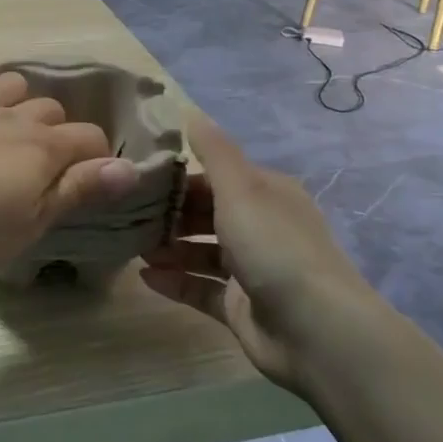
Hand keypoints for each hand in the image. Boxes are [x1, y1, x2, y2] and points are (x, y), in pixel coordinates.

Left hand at [0, 66, 138, 276]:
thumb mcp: (28, 225)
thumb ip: (78, 191)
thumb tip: (130, 168)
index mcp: (41, 148)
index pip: (90, 138)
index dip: (96, 158)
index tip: (85, 182)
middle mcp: (11, 116)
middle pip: (51, 109)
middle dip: (55, 133)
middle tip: (38, 168)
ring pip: (9, 83)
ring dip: (17, 101)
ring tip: (6, 130)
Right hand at [142, 111, 366, 389]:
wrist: (315, 330)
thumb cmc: (274, 246)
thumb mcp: (241, 188)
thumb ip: (214, 151)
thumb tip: (189, 111)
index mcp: (267, 194)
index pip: (215, 177)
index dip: (179, 177)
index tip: (138, 177)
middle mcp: (261, 228)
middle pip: (206, 214)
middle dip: (169, 214)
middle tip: (127, 214)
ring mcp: (252, 270)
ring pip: (201, 252)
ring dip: (169, 248)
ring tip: (132, 247)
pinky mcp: (241, 307)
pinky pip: (200, 289)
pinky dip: (175, 282)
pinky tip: (145, 277)